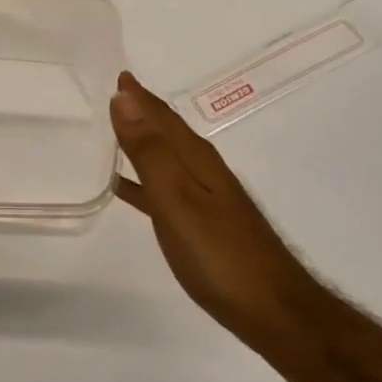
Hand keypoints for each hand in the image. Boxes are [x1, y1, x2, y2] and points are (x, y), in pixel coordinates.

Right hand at [110, 71, 312, 338]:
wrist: (271, 309)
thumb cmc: (219, 255)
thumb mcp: (178, 200)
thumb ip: (150, 152)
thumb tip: (124, 98)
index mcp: (196, 159)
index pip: (161, 116)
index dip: (137, 95)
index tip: (114, 72)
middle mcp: (202, 170)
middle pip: (166, 131)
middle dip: (139, 110)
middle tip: (110, 92)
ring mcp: (204, 197)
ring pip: (165, 156)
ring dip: (140, 140)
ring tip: (111, 130)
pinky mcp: (202, 223)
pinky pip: (163, 187)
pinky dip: (142, 178)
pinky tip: (125, 187)